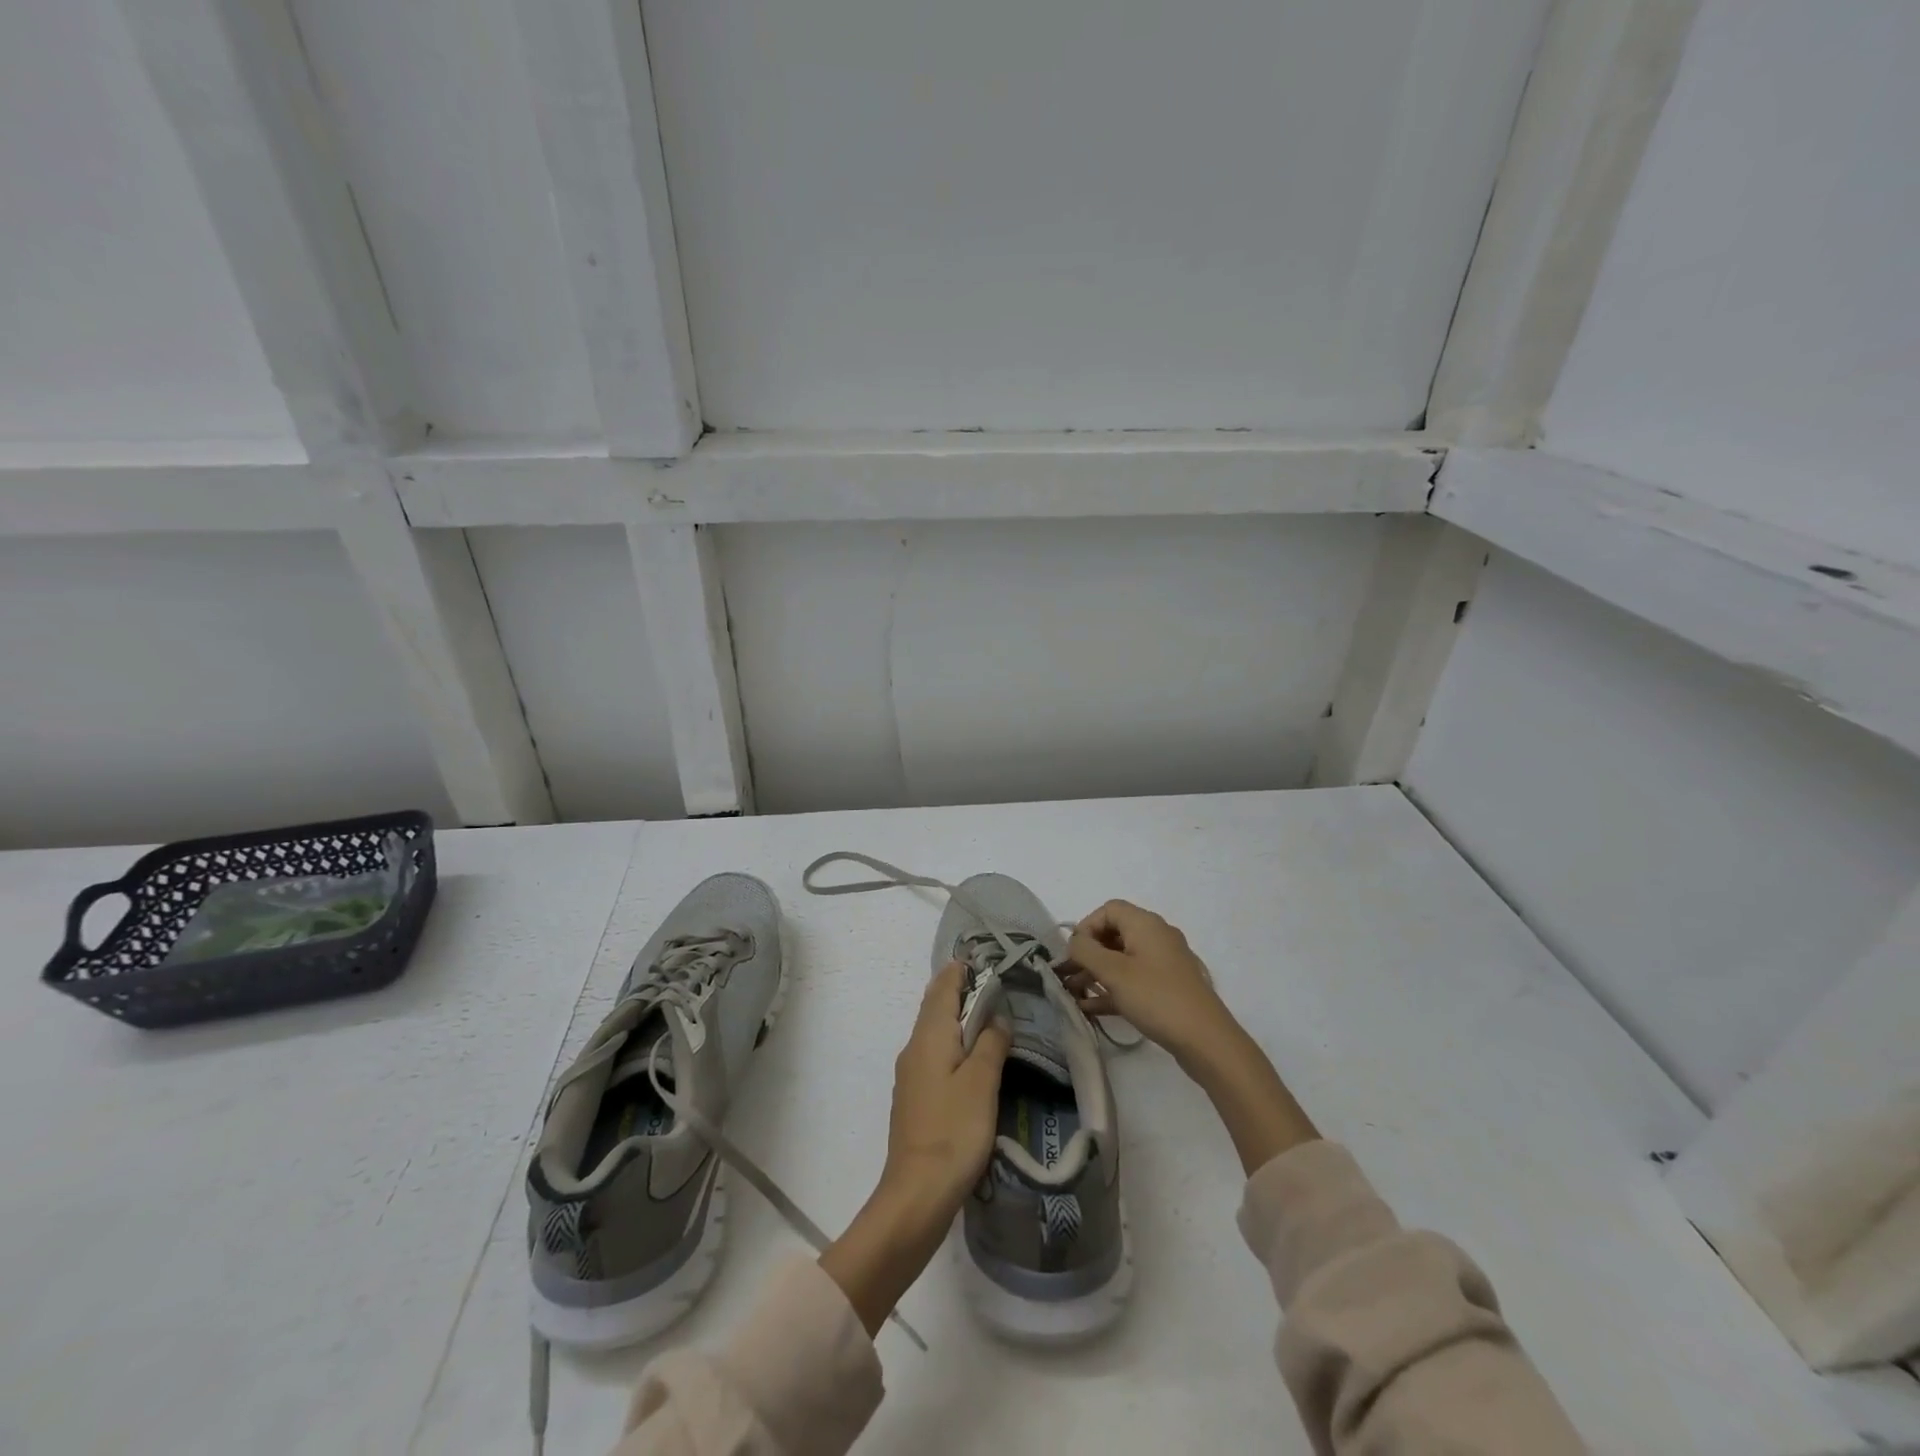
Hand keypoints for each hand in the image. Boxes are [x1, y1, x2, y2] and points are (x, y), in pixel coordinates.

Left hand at [879, 960, 1012, 1211]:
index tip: (983, 958)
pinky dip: (952, 1042)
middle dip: (959, 990)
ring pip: (934, 1031)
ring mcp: (910, 1074)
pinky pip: (934, 1054)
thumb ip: (991, 1044)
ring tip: (987, 1015)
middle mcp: (914, 1048)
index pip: (943, 988)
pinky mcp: (914, 1097)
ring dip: (957, 1017)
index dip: (961, 971)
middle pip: (935, 1007)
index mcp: (929, 1036)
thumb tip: (997, 1017)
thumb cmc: (954, 1130)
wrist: (916, 1192)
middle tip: (991, 982)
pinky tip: (970, 1057)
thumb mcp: (982, 1083)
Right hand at [1062, 899, 1236, 1068]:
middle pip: (1114, 934)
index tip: (1073, 953)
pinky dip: (1113, 989)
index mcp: (1146, 924)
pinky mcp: (1168, 988)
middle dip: (1088, 953)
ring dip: (1096, 973)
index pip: (1108, 910)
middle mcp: (1157, 937)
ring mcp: (1164, 964)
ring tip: (1073, 994)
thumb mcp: (1113, 972)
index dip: (1086, 927)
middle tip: (1067, 975)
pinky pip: (1134, 980)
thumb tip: (1075, 942)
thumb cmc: (1156, 997)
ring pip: (1122, 960)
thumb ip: (1086, 952)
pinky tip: (1091, 1008)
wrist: (1206, 1040)